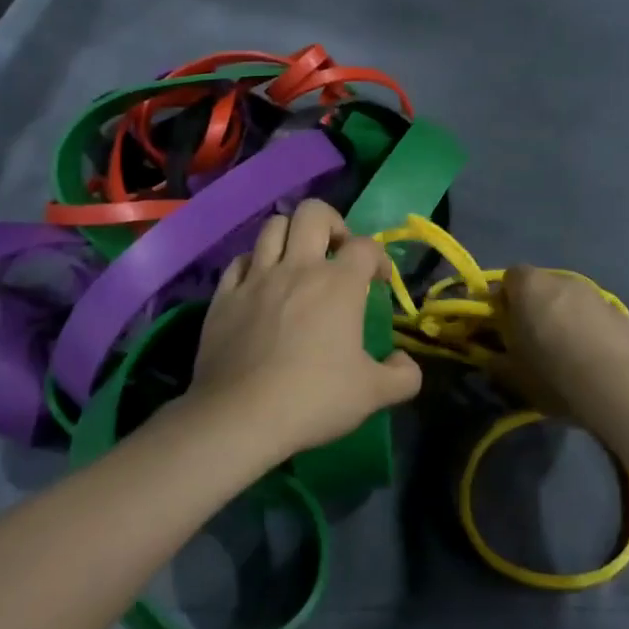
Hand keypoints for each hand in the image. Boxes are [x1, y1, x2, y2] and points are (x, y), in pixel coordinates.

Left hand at [192, 200, 421, 455]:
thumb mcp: (373, 395)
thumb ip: (403, 376)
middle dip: (332, 223)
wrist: (240, 416)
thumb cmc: (313, 399)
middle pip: (313, 213)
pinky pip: (239, 260)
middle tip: (336, 253)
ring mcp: (256, 278)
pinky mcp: (224, 295)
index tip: (378, 281)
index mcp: (338, 285)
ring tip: (298, 261)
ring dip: (291, 236)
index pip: (365, 246)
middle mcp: (297, 268)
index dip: (378, 258)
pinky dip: (254, 263)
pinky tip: (260, 283)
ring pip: (272, 226)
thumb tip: (403, 360)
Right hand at [497, 266, 628, 436]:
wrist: (618, 388)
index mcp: (529, 287)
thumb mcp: (512, 376)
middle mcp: (562, 280)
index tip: (504, 325)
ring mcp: (595, 294)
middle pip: (541, 286)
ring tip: (567, 353)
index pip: (508, 277)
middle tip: (533, 340)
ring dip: (564, 317)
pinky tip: (593, 359)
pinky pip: (595, 316)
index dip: (504, 299)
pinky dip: (590, 329)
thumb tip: (493, 359)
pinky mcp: (621, 313)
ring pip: (570, 300)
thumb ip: (496, 361)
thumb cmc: (553, 374)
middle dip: (535, 307)